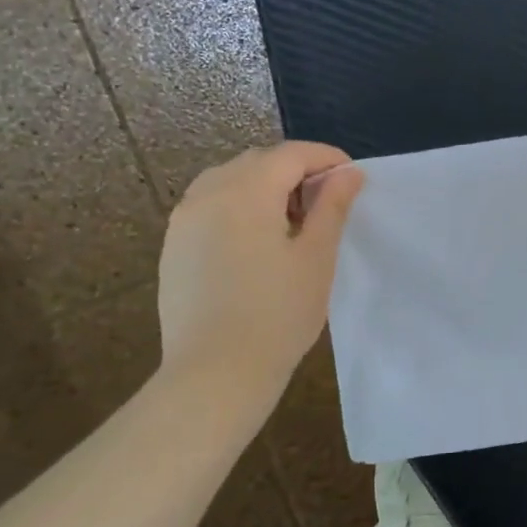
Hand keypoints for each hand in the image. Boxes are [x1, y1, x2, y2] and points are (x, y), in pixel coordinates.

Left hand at [157, 141, 364, 393]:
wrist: (216, 372)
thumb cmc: (278, 313)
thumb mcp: (316, 257)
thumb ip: (332, 206)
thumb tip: (348, 173)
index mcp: (246, 192)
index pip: (291, 154)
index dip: (326, 158)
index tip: (352, 178)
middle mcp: (208, 193)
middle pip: (258, 161)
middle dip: (295, 170)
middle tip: (326, 201)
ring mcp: (184, 220)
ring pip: (230, 180)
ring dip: (265, 186)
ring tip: (292, 221)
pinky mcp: (174, 245)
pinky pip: (210, 205)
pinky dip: (239, 206)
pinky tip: (257, 241)